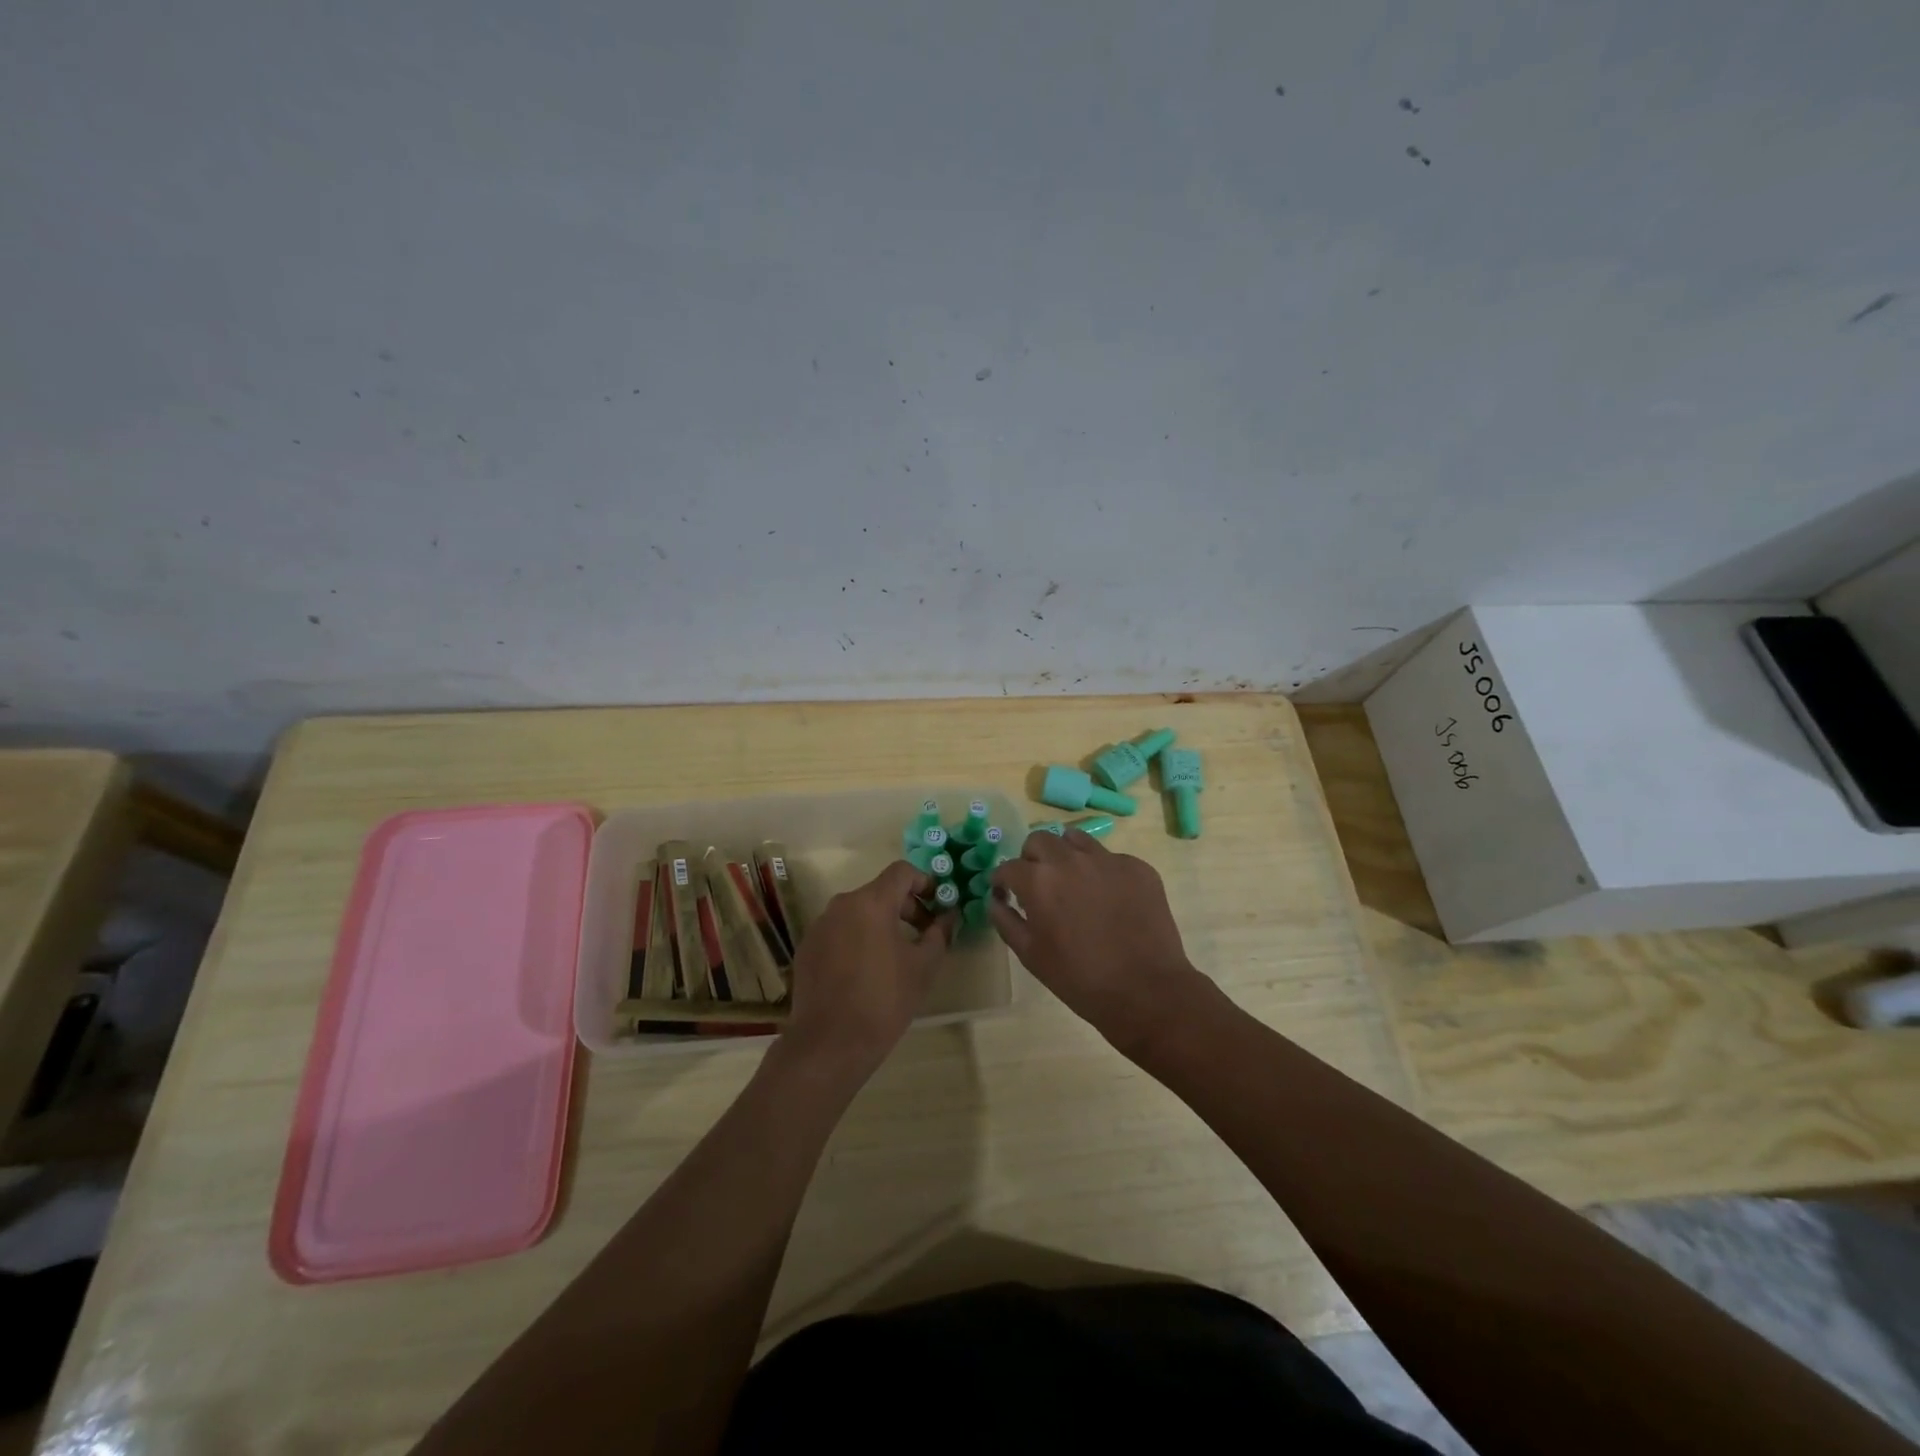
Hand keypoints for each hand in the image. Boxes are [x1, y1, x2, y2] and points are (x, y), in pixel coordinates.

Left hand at [781, 860, 955, 1080]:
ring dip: (881, 924)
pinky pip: (839, 932)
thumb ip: (940, 933)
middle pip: (880, 892)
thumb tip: (950, 916)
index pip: (902, 872)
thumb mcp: (923, 967)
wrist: (829, 1044)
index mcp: (871, 902)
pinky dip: (857, 939)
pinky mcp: (807, 948)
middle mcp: (841, 905)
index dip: (925, 882)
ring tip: (897, 955)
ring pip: (858, 912)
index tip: (938, 905)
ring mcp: (819, 926)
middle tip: (925, 934)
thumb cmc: (884, 1000)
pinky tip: (866, 971)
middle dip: (906, 907)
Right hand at [991, 830, 1207, 1055]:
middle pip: (1039, 840)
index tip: (1006, 895)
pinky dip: (1101, 872)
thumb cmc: (1079, 978)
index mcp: (1039, 881)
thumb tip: (995, 900)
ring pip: (1075, 839)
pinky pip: (1110, 858)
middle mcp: (1070, 859)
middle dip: (1032, 859)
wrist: (1145, 990)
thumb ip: (1005, 921)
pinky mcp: (1137, 867)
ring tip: (1074, 883)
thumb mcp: (1031, 955)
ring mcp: (1107, 859)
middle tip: (1039, 885)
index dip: (1003, 881)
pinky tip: (1110, 900)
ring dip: (1066, 855)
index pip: (1008, 867)